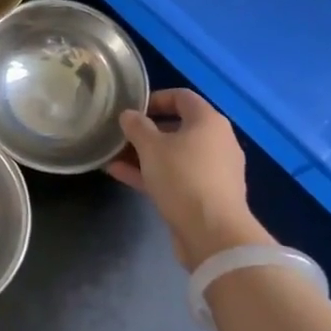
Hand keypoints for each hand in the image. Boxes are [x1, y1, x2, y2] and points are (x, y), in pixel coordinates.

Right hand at [108, 89, 270, 269]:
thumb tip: (129, 115)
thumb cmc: (183, 178)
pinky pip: (177, 177)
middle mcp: (217, 141)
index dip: (155, 98)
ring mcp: (214, 171)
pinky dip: (153, 174)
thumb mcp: (152, 147)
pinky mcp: (208, 196)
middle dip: (147, 131)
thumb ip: (137, 127)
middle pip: (178, 127)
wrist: (213, 234)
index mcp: (209, 121)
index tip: (132, 109)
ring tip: (114, 156)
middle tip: (121, 135)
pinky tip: (121, 176)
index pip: (182, 97)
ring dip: (145, 155)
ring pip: (175, 155)